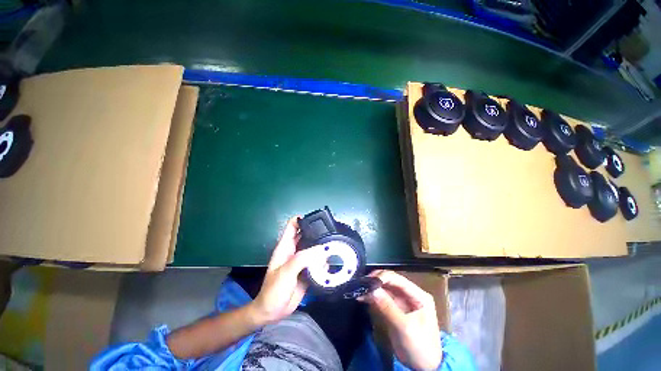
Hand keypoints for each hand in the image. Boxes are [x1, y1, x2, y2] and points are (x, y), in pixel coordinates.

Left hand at [249, 217, 323, 324]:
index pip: (293, 225)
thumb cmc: (274, 290)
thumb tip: (322, 249)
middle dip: (317, 232)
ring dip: (322, 248)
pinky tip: (329, 262)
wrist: (273, 312)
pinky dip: (323, 261)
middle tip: (331, 233)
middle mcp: (295, 250)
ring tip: (334, 247)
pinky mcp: (308, 270)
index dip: (303, 219)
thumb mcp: (286, 271)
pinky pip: (317, 262)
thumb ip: (303, 258)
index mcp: (286, 246)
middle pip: (307, 235)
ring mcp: (302, 260)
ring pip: (314, 248)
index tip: (316, 219)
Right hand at [360, 270, 441, 369]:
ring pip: (384, 288)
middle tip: (362, 283)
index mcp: (419, 295)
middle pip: (390, 281)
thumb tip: (372, 290)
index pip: (398, 279)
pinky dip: (372, 297)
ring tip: (360, 290)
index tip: (368, 280)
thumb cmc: (420, 348)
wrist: (422, 368)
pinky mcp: (394, 308)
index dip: (383, 277)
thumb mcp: (405, 328)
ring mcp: (402, 301)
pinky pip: (381, 298)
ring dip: (372, 289)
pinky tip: (363, 297)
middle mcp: (410, 294)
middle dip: (376, 281)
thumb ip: (388, 307)